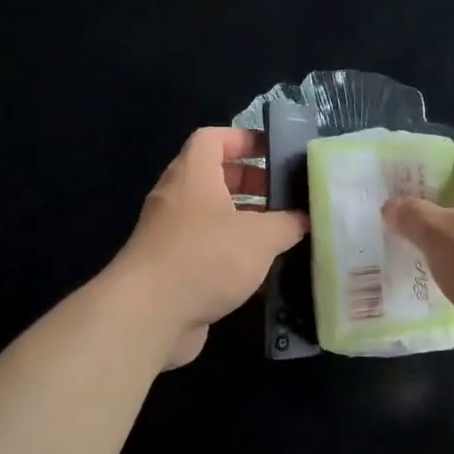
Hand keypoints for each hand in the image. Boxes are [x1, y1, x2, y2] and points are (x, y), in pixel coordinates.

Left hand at [115, 128, 308, 368]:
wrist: (148, 315)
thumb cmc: (206, 257)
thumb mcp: (260, 236)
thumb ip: (287, 223)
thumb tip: (305, 219)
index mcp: (193, 175)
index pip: (213, 138)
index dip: (244, 139)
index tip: (274, 151)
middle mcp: (177, 198)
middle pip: (214, 177)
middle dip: (251, 183)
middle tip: (286, 196)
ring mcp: (170, 234)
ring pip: (211, 216)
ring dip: (244, 221)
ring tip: (281, 234)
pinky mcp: (170, 268)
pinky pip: (206, 249)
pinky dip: (231, 254)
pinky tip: (261, 272)